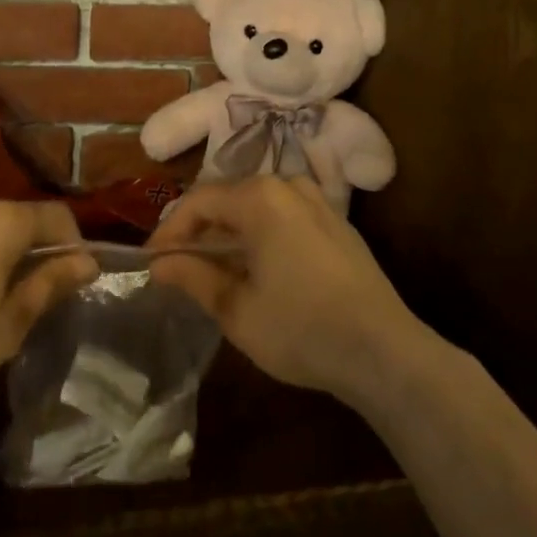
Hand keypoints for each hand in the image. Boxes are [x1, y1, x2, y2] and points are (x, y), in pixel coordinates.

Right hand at [147, 176, 430, 411]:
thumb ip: (193, 277)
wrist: (384, 351)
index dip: (170, 230)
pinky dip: (262, 234)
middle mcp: (288, 185)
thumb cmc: (301, 329)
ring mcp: (318, 201)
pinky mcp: (337, 222)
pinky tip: (258, 268)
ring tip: (215, 268)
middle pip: (229, 198)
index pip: (199, 202)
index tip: (153, 261)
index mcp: (259, 198)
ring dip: (231, 232)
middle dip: (200, 230)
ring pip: (258, 206)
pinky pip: (285, 215)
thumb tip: (159, 263)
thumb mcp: (237, 310)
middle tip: (179, 265)